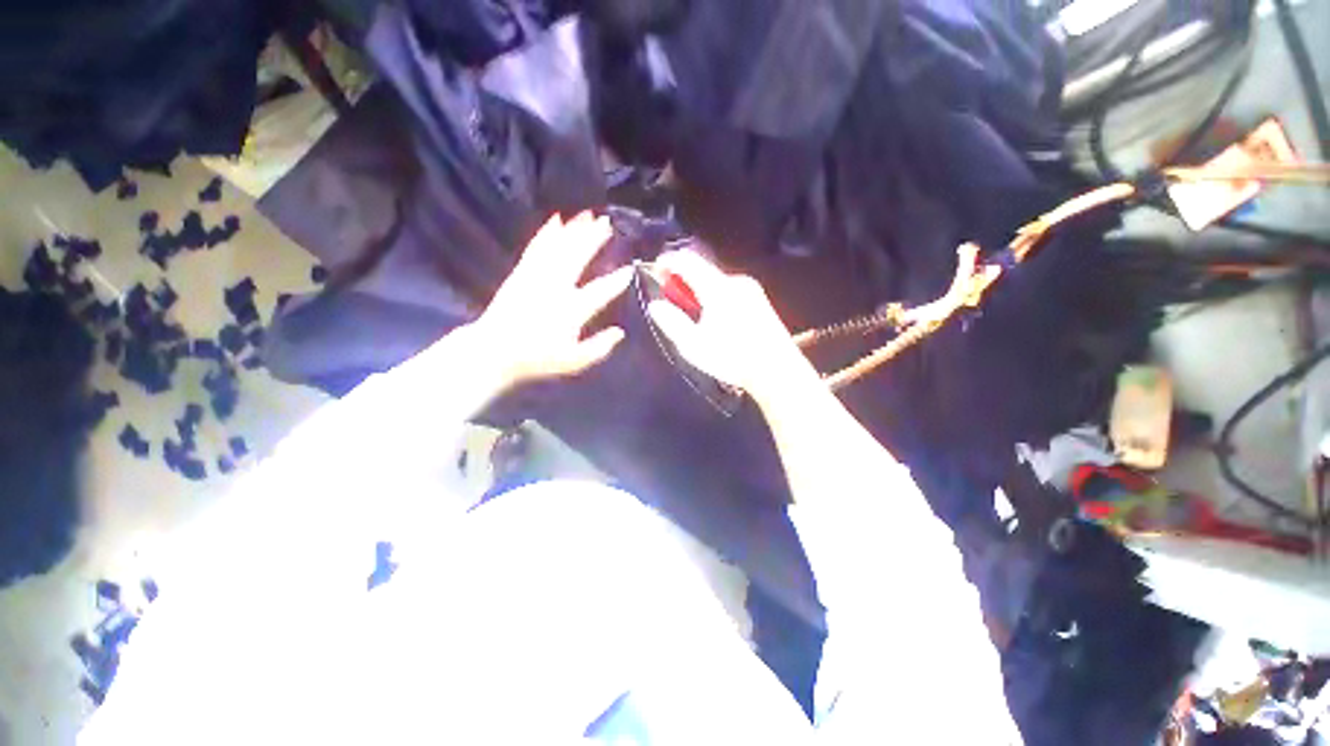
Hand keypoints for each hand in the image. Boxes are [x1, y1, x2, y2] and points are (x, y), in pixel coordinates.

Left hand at [474, 212, 631, 386]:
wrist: (495, 351)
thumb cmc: (538, 358)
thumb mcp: (574, 361)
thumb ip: (599, 347)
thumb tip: (620, 333)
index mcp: (573, 310)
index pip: (601, 291)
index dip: (617, 281)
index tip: (629, 269)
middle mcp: (557, 288)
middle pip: (578, 258)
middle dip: (593, 240)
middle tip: (607, 223)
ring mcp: (537, 277)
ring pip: (559, 248)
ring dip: (574, 230)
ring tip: (587, 215)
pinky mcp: (521, 273)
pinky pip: (537, 248)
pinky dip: (547, 233)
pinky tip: (555, 221)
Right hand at [646, 251, 816, 405]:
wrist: (776, 370)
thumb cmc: (732, 359)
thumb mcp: (694, 346)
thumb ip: (672, 322)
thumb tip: (655, 305)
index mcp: (718, 289)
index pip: (687, 260)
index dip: (668, 261)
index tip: (656, 270)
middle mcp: (736, 281)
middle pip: (702, 268)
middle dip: (683, 279)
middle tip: (672, 298)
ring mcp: (751, 289)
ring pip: (716, 279)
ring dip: (699, 288)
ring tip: (693, 313)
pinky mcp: (759, 299)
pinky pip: (729, 288)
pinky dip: (714, 294)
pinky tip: (715, 317)